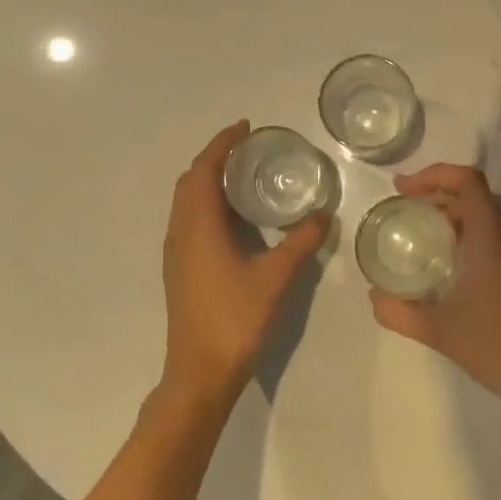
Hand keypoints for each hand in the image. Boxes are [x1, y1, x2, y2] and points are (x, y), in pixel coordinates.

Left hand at [160, 121, 330, 407]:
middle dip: (215, 158)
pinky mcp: (179, 269)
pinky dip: (206, 203)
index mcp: (198, 226)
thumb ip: (300, 242)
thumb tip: (323, 214)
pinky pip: (188, 219)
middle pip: (190, 180)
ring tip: (242, 176)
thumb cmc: (235, 319)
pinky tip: (234, 218)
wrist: (199, 372)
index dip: (222, 144)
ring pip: (186, 201)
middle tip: (247, 148)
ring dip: (208, 180)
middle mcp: (180, 231)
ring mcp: (176, 252)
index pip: (204, 169)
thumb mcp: (275, 278)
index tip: (245, 127)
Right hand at [367, 164, 500, 415]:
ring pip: (484, 214)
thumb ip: (400, 312)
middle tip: (403, 208)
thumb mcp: (439, 331)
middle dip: (436, 192)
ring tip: (419, 230)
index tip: (402, 190)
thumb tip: (374, 297)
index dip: (432, 174)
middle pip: (473, 193)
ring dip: (451, 212)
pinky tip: (447, 261)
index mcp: (490, 237)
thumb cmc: (497, 346)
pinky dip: (466, 232)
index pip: (466, 180)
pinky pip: (493, 235)